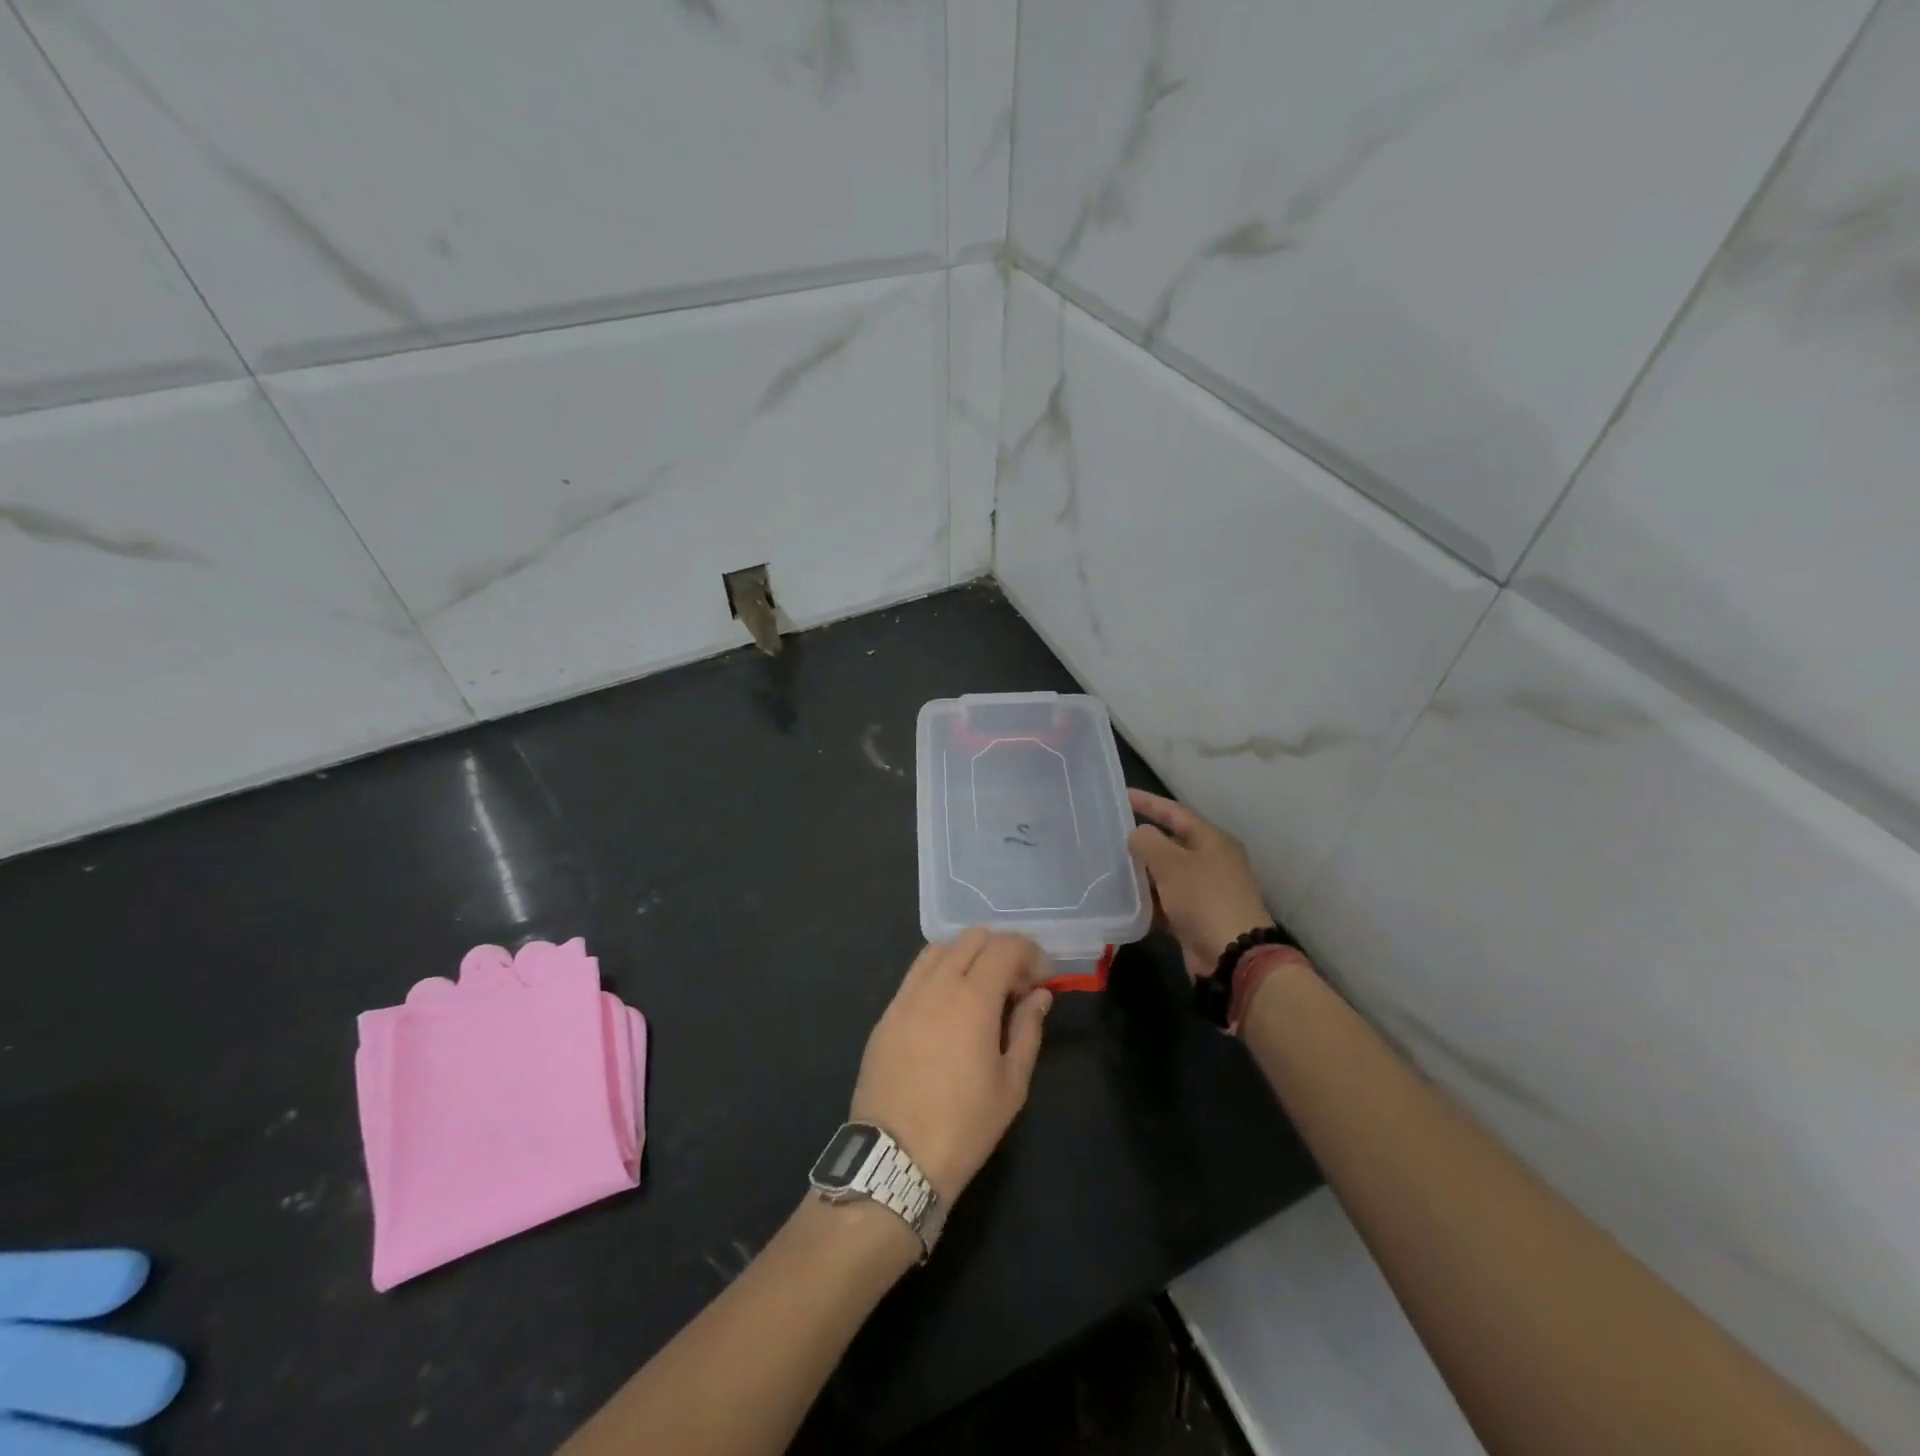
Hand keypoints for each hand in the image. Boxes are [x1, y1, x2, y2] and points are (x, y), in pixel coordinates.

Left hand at [850, 930, 1052, 1202]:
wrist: (895, 1158)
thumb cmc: (964, 1126)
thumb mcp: (1012, 1084)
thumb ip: (1028, 1030)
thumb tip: (1040, 995)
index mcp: (972, 998)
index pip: (1005, 947)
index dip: (1030, 953)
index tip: (1042, 979)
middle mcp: (937, 985)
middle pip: (972, 938)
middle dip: (1001, 950)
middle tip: (1016, 985)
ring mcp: (906, 996)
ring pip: (940, 948)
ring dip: (968, 956)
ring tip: (982, 990)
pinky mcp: (887, 1013)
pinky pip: (916, 973)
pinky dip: (940, 971)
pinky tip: (949, 1004)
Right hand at [1127, 789, 1272, 981]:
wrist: (1232, 955)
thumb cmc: (1203, 898)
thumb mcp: (1171, 863)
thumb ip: (1148, 842)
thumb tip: (1137, 834)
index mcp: (1212, 840)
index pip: (1175, 812)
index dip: (1148, 802)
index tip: (1122, 794)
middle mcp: (1211, 861)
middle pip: (1172, 843)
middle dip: (1143, 840)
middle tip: (1111, 834)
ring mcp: (1206, 891)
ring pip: (1167, 874)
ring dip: (1143, 872)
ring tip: (1110, 866)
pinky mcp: (1197, 917)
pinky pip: (1167, 901)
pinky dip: (1149, 900)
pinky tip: (1125, 900)